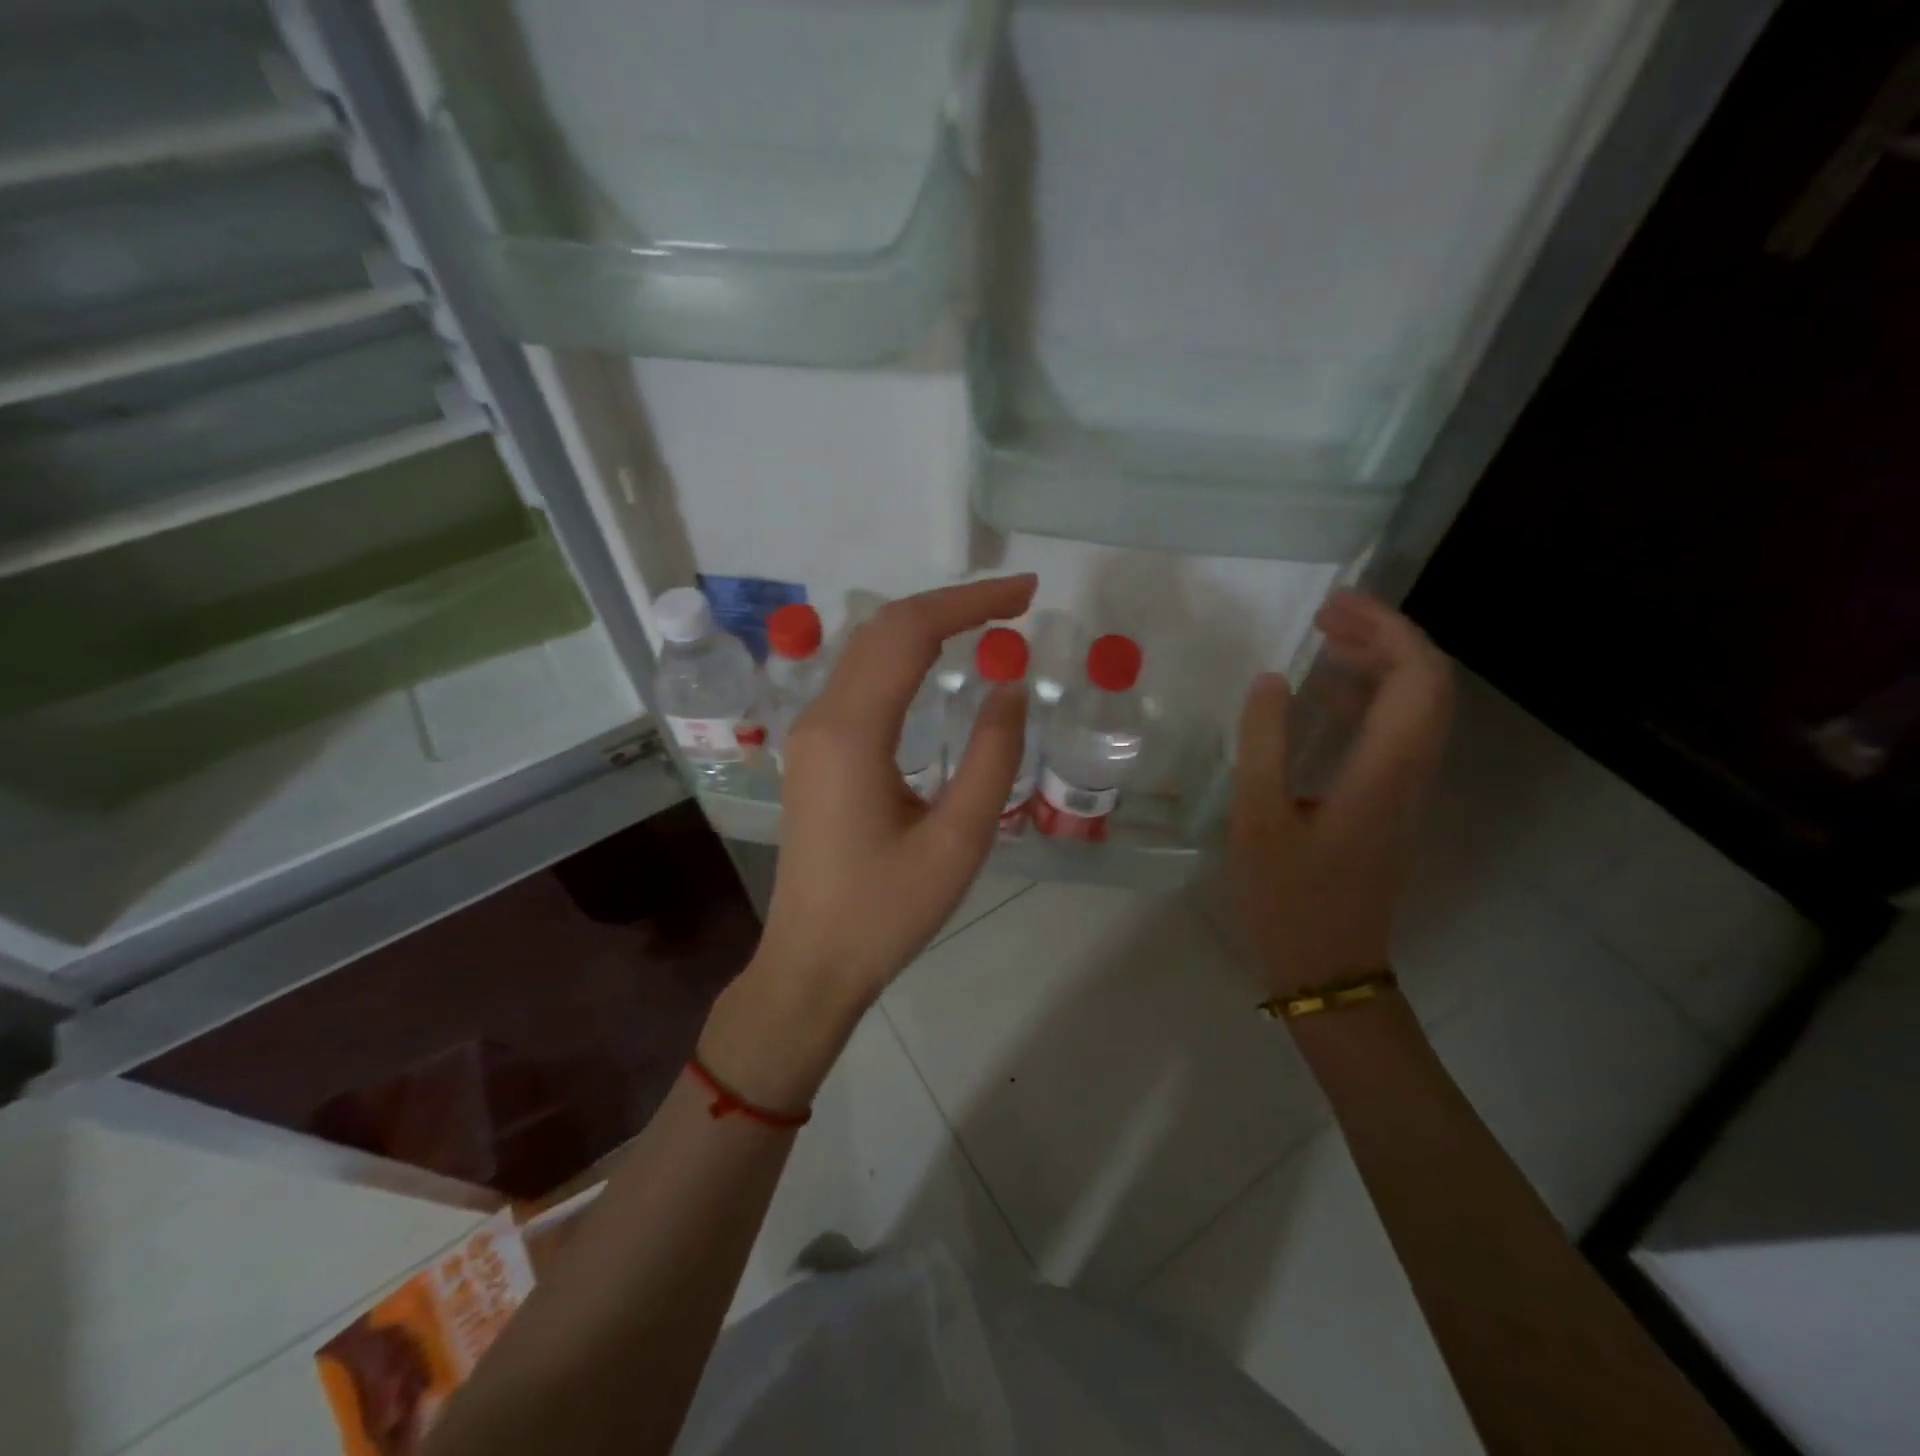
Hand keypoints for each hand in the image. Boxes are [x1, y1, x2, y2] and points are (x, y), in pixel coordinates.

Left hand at [756, 575, 1037, 1006]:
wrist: (813, 962)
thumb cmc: (886, 911)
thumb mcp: (959, 841)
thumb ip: (991, 757)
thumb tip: (1010, 687)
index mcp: (852, 733)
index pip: (910, 633)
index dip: (971, 603)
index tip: (1027, 594)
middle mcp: (822, 717)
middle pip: (884, 629)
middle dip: (951, 604)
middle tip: (1017, 604)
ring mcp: (811, 733)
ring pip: (866, 649)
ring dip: (926, 625)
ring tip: (987, 624)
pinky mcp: (814, 751)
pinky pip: (859, 679)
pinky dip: (903, 656)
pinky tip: (936, 666)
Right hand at [1230, 591, 1452, 997]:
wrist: (1328, 967)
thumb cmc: (1287, 897)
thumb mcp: (1257, 820)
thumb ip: (1263, 745)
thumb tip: (1270, 681)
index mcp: (1385, 771)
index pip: (1419, 677)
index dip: (1387, 630)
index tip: (1333, 609)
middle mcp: (1410, 773)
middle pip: (1426, 685)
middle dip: (1384, 638)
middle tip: (1325, 617)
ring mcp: (1405, 791)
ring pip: (1414, 709)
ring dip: (1378, 666)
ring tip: (1323, 642)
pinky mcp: (1389, 805)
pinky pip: (1394, 735)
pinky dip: (1367, 701)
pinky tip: (1324, 698)